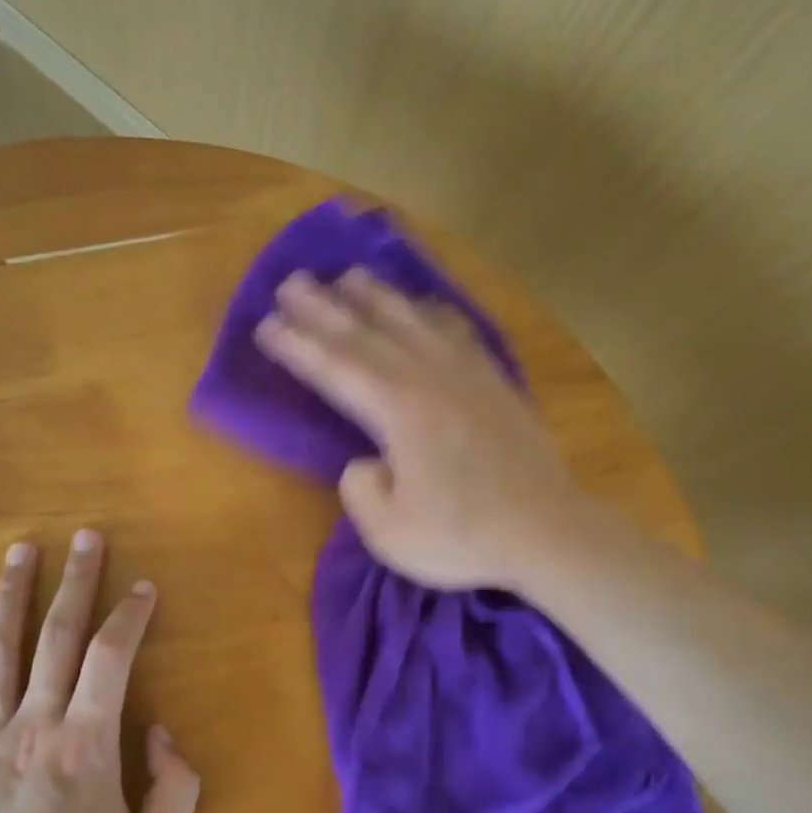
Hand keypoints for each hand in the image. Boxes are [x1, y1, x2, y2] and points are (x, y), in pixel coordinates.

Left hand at [0, 531, 199, 812]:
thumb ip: (174, 790)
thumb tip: (158, 733)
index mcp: (87, 746)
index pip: (112, 658)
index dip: (130, 615)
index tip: (141, 588)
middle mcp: (35, 726)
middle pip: (58, 636)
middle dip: (77, 581)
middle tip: (85, 536)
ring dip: (13, 595)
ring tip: (22, 551)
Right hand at [255, 268, 582, 589]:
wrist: (547, 532)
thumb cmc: (463, 536)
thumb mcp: (389, 532)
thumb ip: (360, 490)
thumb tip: (364, 460)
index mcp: (398, 411)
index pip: (334, 368)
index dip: (296, 345)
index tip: (265, 324)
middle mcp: (428, 378)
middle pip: (365, 333)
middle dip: (322, 307)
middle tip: (289, 282)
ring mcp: (466, 374)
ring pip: (411, 321)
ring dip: (375, 296)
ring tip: (347, 276)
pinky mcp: (494, 381)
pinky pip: (456, 330)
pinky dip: (431, 311)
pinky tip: (422, 303)